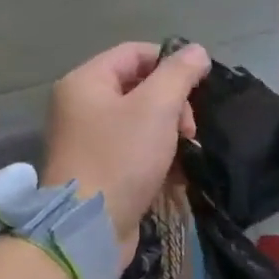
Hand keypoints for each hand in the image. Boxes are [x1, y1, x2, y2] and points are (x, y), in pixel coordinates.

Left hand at [41, 42, 210, 259]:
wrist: (90, 227)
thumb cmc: (121, 159)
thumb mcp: (157, 108)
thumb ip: (179, 74)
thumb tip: (197, 51)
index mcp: (86, 82)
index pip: (135, 53)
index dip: (171, 64)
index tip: (198, 89)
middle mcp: (80, 107)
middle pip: (139, 89)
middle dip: (173, 106)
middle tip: (189, 131)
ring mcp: (88, 143)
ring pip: (140, 124)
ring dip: (170, 136)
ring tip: (187, 155)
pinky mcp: (99, 173)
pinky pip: (134, 153)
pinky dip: (158, 160)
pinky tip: (177, 176)